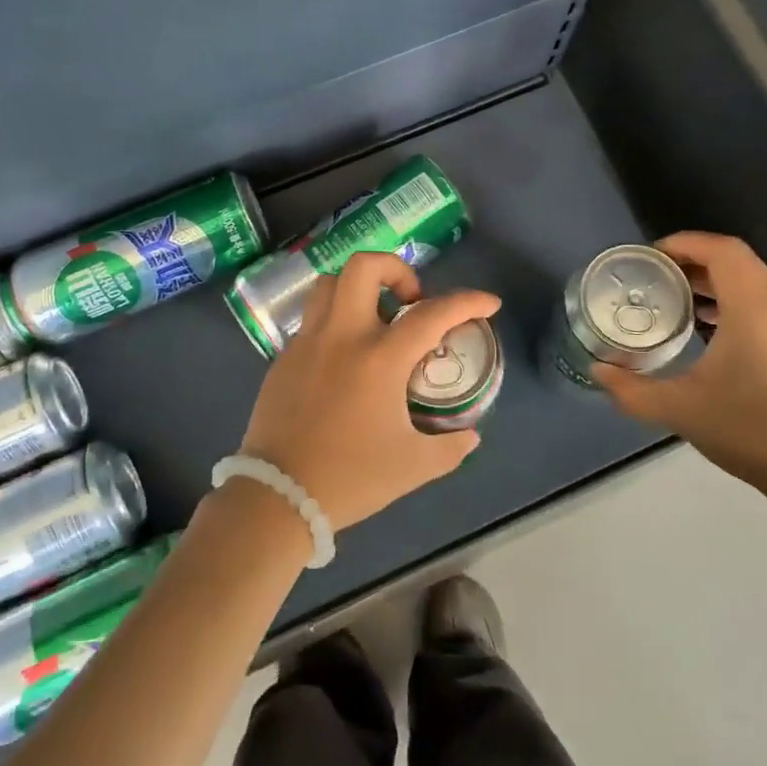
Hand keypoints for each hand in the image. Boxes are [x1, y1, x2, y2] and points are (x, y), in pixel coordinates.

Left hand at [237, 253, 500, 530]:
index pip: (431, 313)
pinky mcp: (284, 358)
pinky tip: (345, 355)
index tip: (489, 303)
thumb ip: (449, 447)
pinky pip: (312, 319)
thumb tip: (469, 436)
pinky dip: (335, 320)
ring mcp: (307, 342)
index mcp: (379, 358)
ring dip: (359, 287)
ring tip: (376, 317)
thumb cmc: (351, 478)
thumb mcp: (413, 467)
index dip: (467, 301)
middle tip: (410, 300)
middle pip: (365, 267)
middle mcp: (342, 336)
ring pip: (330, 283)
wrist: (278, 497)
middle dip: (396, 268)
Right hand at [595, 232, 766, 512]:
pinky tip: (703, 325)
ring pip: (750, 280)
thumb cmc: (748, 430)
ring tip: (673, 295)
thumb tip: (597, 370)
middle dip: (693, 258)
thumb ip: (631, 389)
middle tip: (654, 272)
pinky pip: (759, 301)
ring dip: (711, 278)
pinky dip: (728, 298)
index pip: (723, 251)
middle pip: (736, 260)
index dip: (686, 242)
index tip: (651, 255)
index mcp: (753, 311)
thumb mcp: (679, 410)